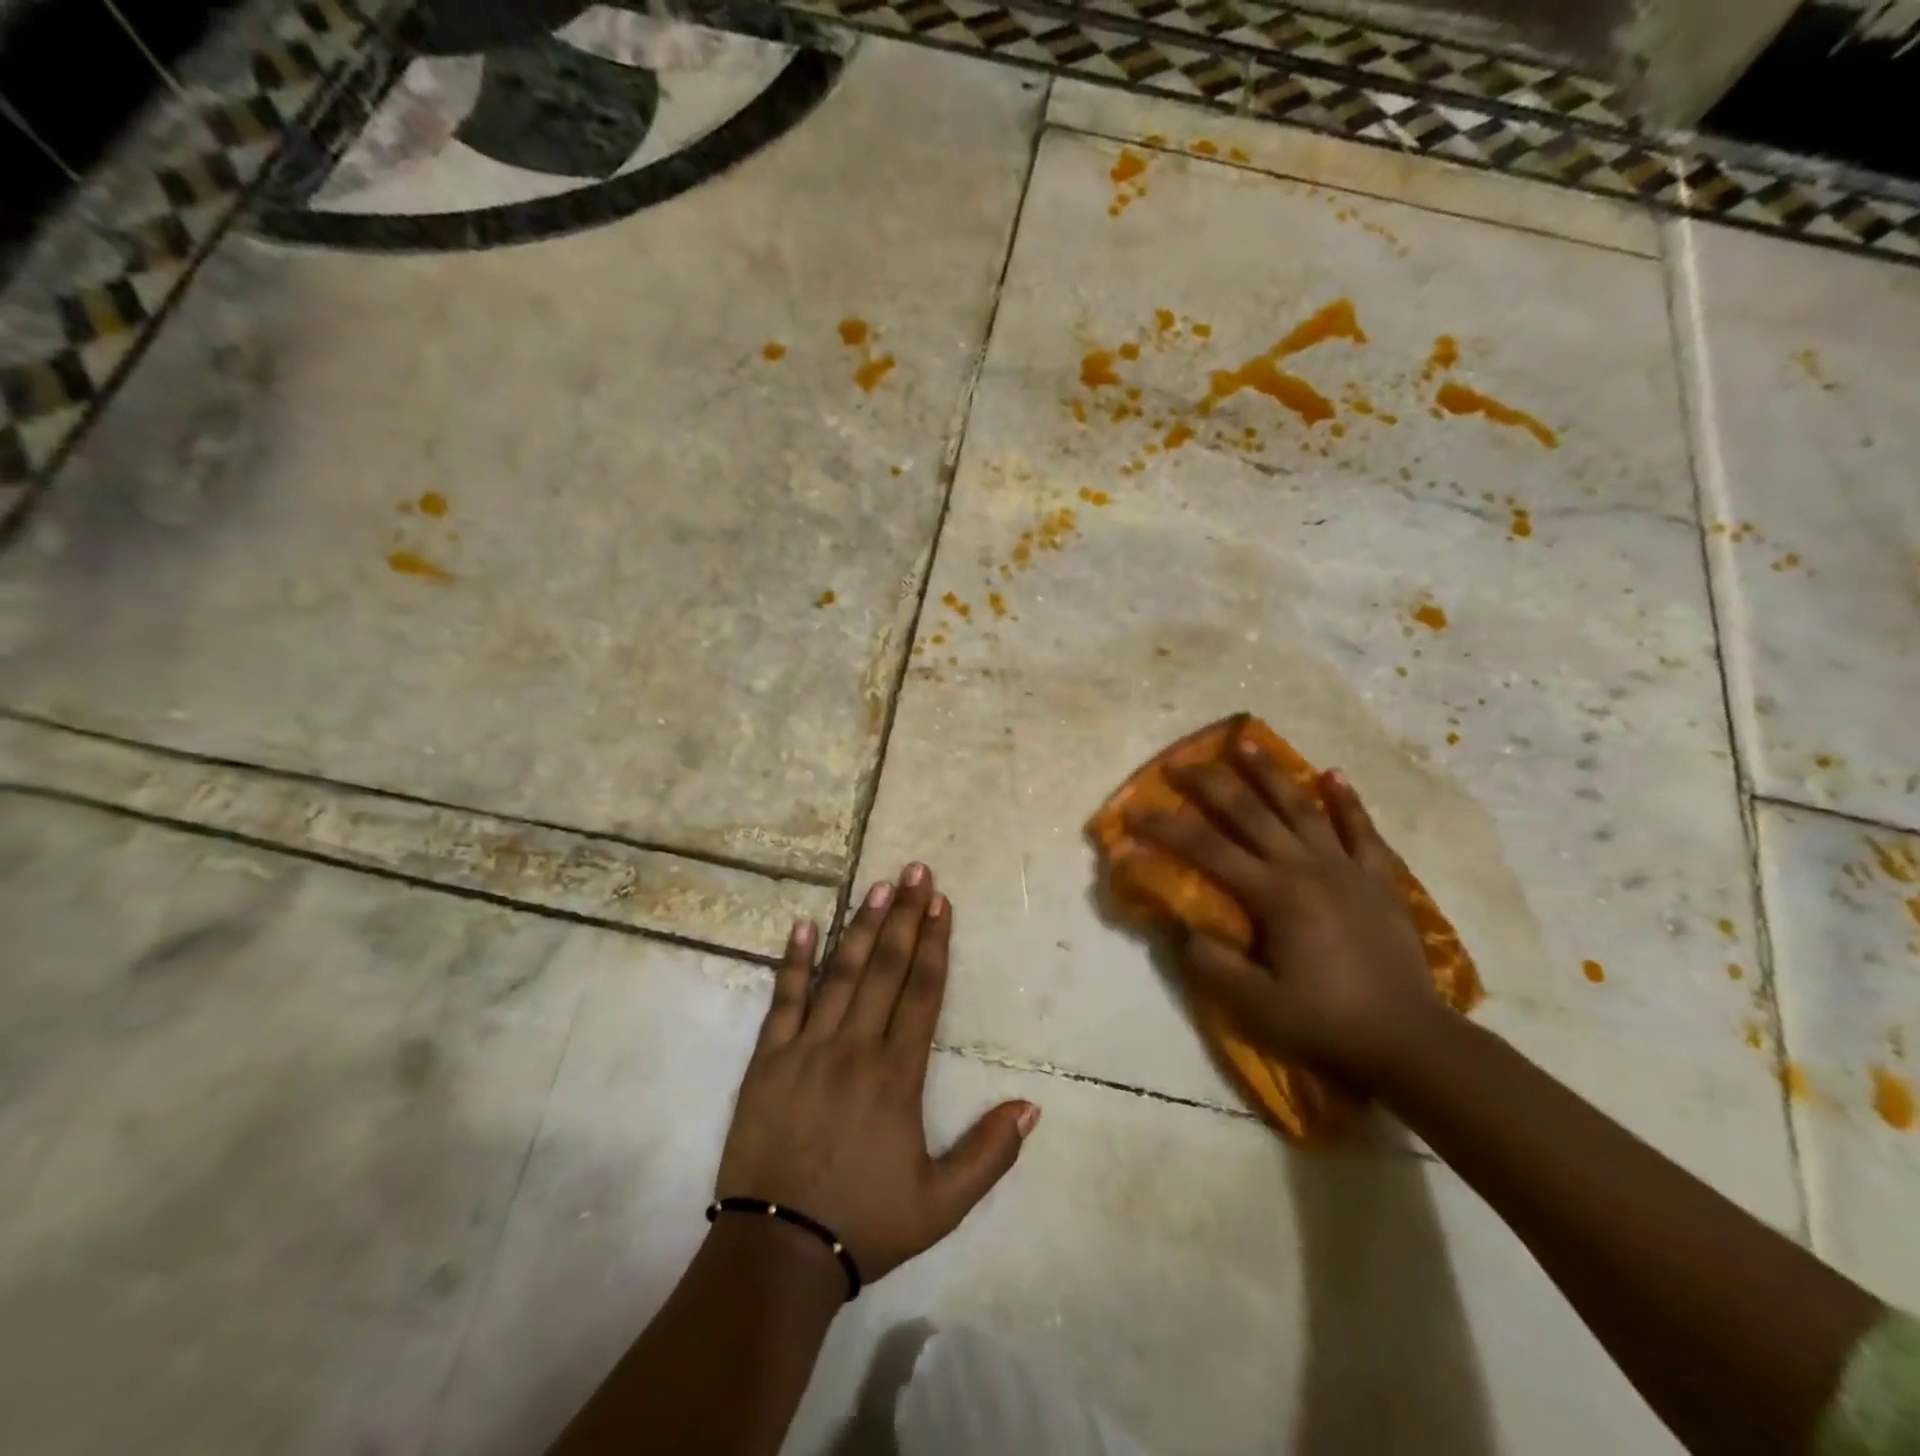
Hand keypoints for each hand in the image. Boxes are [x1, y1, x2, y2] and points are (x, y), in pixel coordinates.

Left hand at [715, 866, 1039, 1284]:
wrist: (778, 1252)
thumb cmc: (864, 1222)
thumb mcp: (941, 1204)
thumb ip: (989, 1154)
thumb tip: (1031, 1105)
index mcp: (896, 1075)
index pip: (921, 992)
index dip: (934, 944)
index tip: (941, 902)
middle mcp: (854, 1047)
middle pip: (884, 968)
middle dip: (903, 916)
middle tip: (914, 871)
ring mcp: (806, 1048)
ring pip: (839, 973)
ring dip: (859, 926)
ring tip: (876, 885)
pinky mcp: (768, 1059)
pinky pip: (783, 1000)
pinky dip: (793, 961)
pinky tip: (802, 925)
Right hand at [1129, 740, 1439, 1085]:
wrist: (1409, 1039)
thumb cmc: (1326, 1021)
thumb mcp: (1256, 1004)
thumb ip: (1213, 964)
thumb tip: (1183, 928)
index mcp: (1273, 894)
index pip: (1207, 848)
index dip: (1166, 827)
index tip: (1135, 811)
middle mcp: (1305, 866)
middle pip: (1250, 812)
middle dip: (1211, 783)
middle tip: (1181, 762)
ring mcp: (1346, 867)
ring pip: (1301, 807)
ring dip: (1270, 773)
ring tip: (1247, 742)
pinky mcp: (1378, 878)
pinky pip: (1361, 829)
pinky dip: (1346, 801)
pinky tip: (1332, 773)